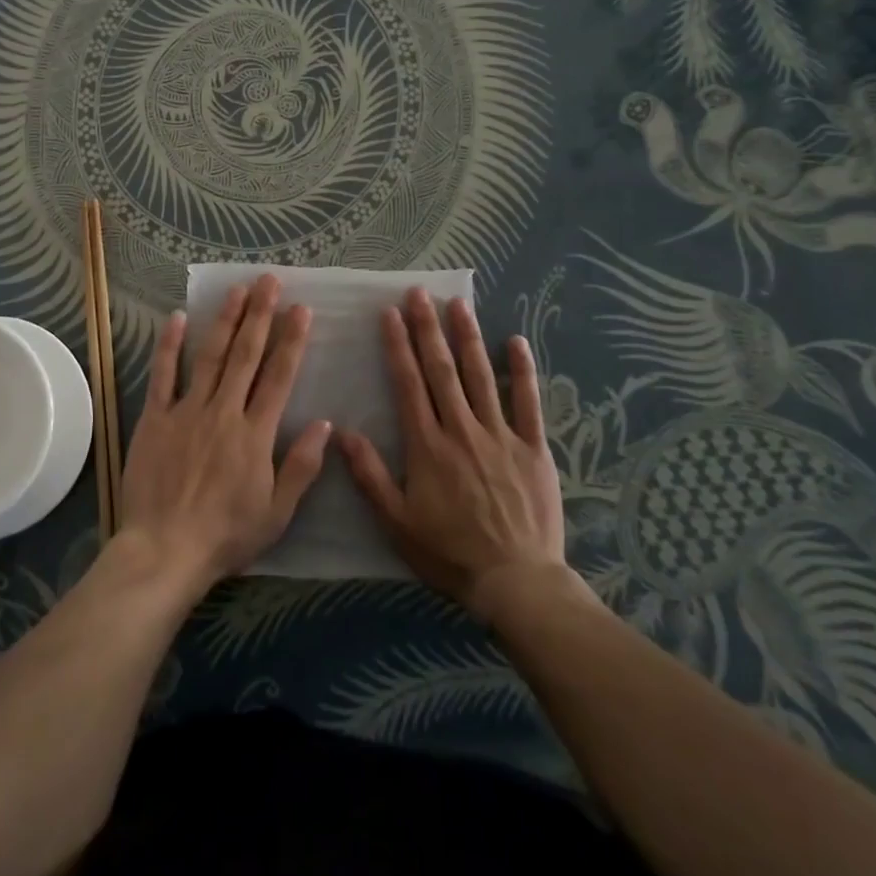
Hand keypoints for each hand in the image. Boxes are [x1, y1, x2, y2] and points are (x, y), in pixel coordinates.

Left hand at [116, 275, 331, 597]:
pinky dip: (170, 345)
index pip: (279, 377)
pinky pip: (163, 375)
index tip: (301, 309)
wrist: (164, 551)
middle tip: (269, 281)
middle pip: (246, 355)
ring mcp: (187, 411)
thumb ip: (301, 466)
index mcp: (255, 434)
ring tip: (237, 290)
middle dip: (260, 314)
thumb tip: (325, 423)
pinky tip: (177, 318)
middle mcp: (224, 412)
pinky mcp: (155, 418)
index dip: (291, 340)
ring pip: (210, 356)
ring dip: (225, 320)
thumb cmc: (225, 536)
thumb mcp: (276, 513)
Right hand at [339, 290, 589, 621]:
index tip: (390, 314)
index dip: (398, 346)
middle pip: (442, 370)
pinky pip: (528, 402)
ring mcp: (501, 435)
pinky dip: (522, 370)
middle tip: (419, 293)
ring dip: (468, 337)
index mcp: (428, 445)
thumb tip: (341, 432)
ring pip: (481, 376)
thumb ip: (369, 476)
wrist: (517, 582)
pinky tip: (516, 341)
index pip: (408, 384)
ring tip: (457, 304)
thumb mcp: (397, 523)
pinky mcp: (533, 448)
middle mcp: (462, 430)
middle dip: (428, 328)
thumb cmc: (450, 553)